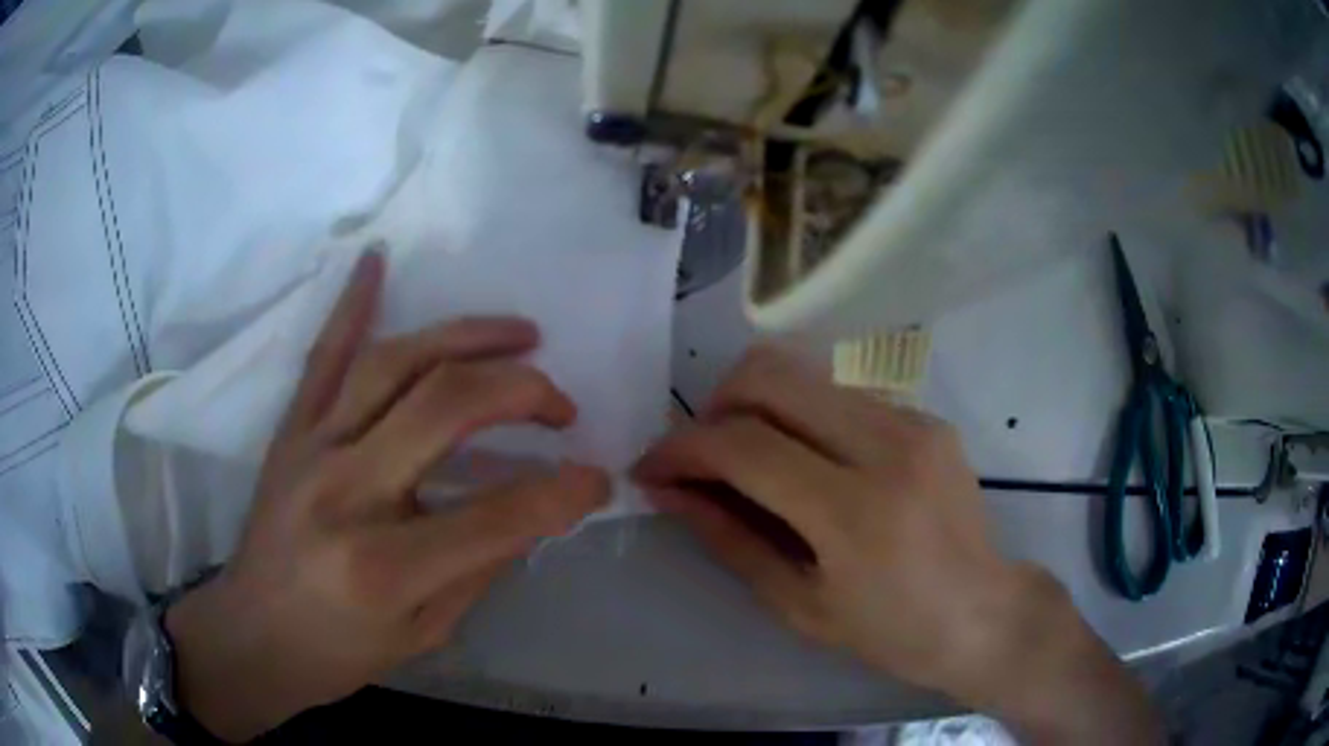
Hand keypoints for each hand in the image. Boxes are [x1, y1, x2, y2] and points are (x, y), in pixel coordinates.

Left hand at [165, 251, 608, 741]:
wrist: (252, 636)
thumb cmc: (337, 654)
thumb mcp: (423, 635)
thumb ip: (479, 566)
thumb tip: (531, 510)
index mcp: (385, 566)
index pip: (498, 515)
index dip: (563, 493)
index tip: (596, 480)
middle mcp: (346, 492)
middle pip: (446, 405)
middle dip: (524, 392)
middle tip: (561, 407)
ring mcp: (311, 448)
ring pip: (395, 362)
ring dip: (467, 337)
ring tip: (521, 334)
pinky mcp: (290, 430)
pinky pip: (324, 354)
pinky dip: (352, 302)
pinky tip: (378, 260)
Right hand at [633, 347, 1162, 744]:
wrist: (984, 613)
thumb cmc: (891, 631)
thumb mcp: (799, 604)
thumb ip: (729, 538)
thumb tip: (670, 491)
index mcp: (855, 512)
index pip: (744, 445)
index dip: (682, 448)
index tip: (653, 469)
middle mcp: (887, 446)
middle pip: (770, 375)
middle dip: (713, 405)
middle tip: (701, 455)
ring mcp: (913, 421)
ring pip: (802, 373)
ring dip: (756, 407)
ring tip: (747, 461)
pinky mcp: (925, 415)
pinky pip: (839, 395)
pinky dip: (801, 418)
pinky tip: (805, 464)